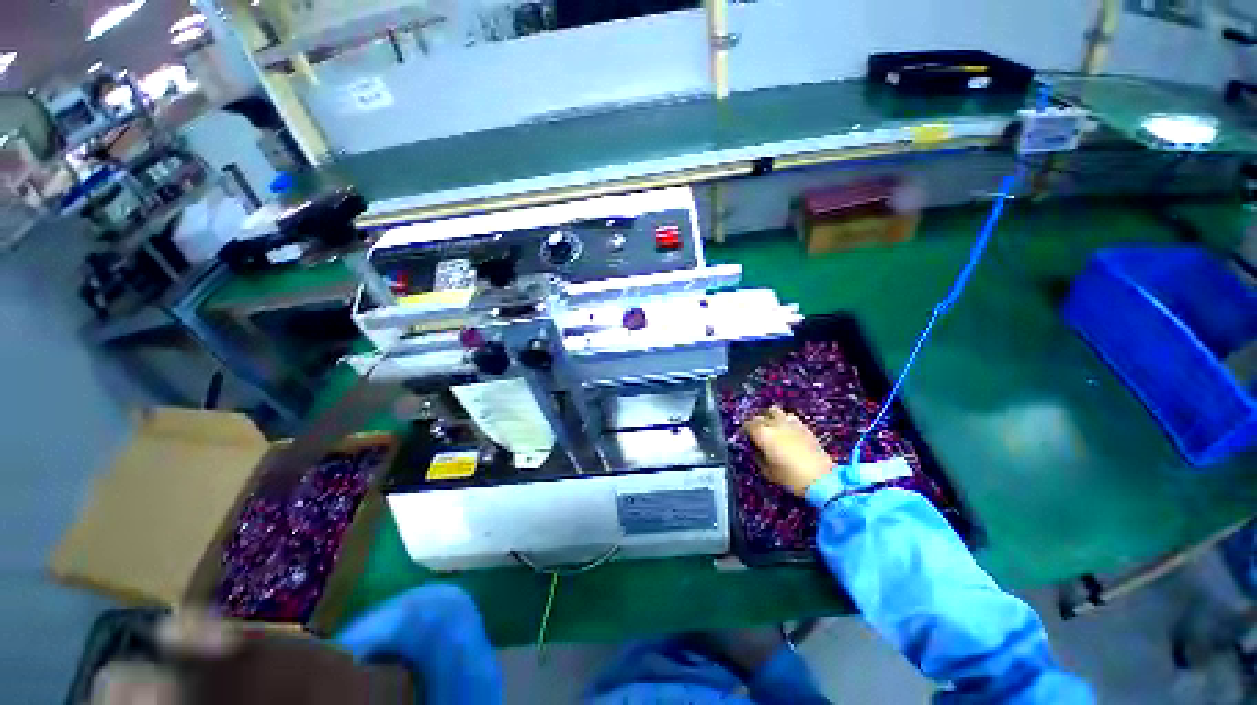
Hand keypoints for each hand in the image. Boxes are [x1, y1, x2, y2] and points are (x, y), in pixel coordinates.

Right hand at [742, 406, 833, 496]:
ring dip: (770, 417)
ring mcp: (790, 423)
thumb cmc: (791, 477)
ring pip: (775, 411)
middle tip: (756, 433)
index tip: (744, 437)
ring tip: (771, 427)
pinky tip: (786, 430)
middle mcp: (775, 424)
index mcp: (763, 434)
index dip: (744, 430)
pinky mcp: (804, 426)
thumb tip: (756, 450)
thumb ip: (758, 457)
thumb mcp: (768, 472)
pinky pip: (789, 417)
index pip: (748, 425)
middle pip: (759, 416)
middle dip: (755, 423)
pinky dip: (784, 420)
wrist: (822, 479)